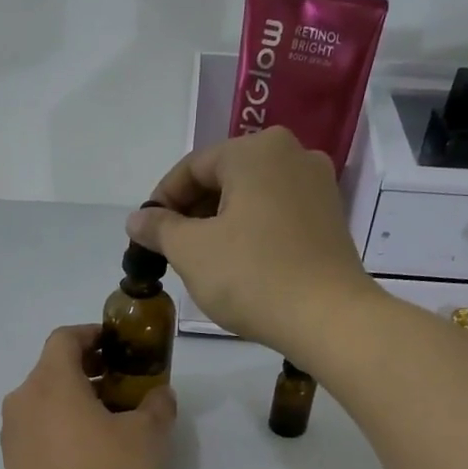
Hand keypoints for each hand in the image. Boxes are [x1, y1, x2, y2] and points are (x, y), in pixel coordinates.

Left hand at [0, 326, 176, 468]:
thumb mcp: (148, 437)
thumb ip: (157, 406)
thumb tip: (159, 395)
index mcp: (50, 381)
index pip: (64, 338)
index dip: (92, 335)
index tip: (117, 347)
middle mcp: (22, 401)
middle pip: (52, 370)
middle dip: (88, 372)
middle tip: (122, 387)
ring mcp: (12, 436)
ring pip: (44, 403)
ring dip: (74, 403)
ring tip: (109, 424)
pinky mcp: (12, 466)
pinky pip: (38, 432)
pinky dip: (60, 429)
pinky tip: (88, 454)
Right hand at [127, 128, 378, 359]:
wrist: (328, 317)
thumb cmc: (252, 276)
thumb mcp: (191, 252)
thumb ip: (159, 228)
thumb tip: (137, 218)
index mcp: (256, 150)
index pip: (193, 166)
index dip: (161, 199)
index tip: (145, 233)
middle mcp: (292, 154)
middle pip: (225, 177)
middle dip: (192, 211)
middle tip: (171, 249)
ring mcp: (318, 185)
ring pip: (252, 196)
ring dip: (221, 222)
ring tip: (202, 260)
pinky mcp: (330, 218)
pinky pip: (278, 214)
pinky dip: (252, 231)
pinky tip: (239, 263)